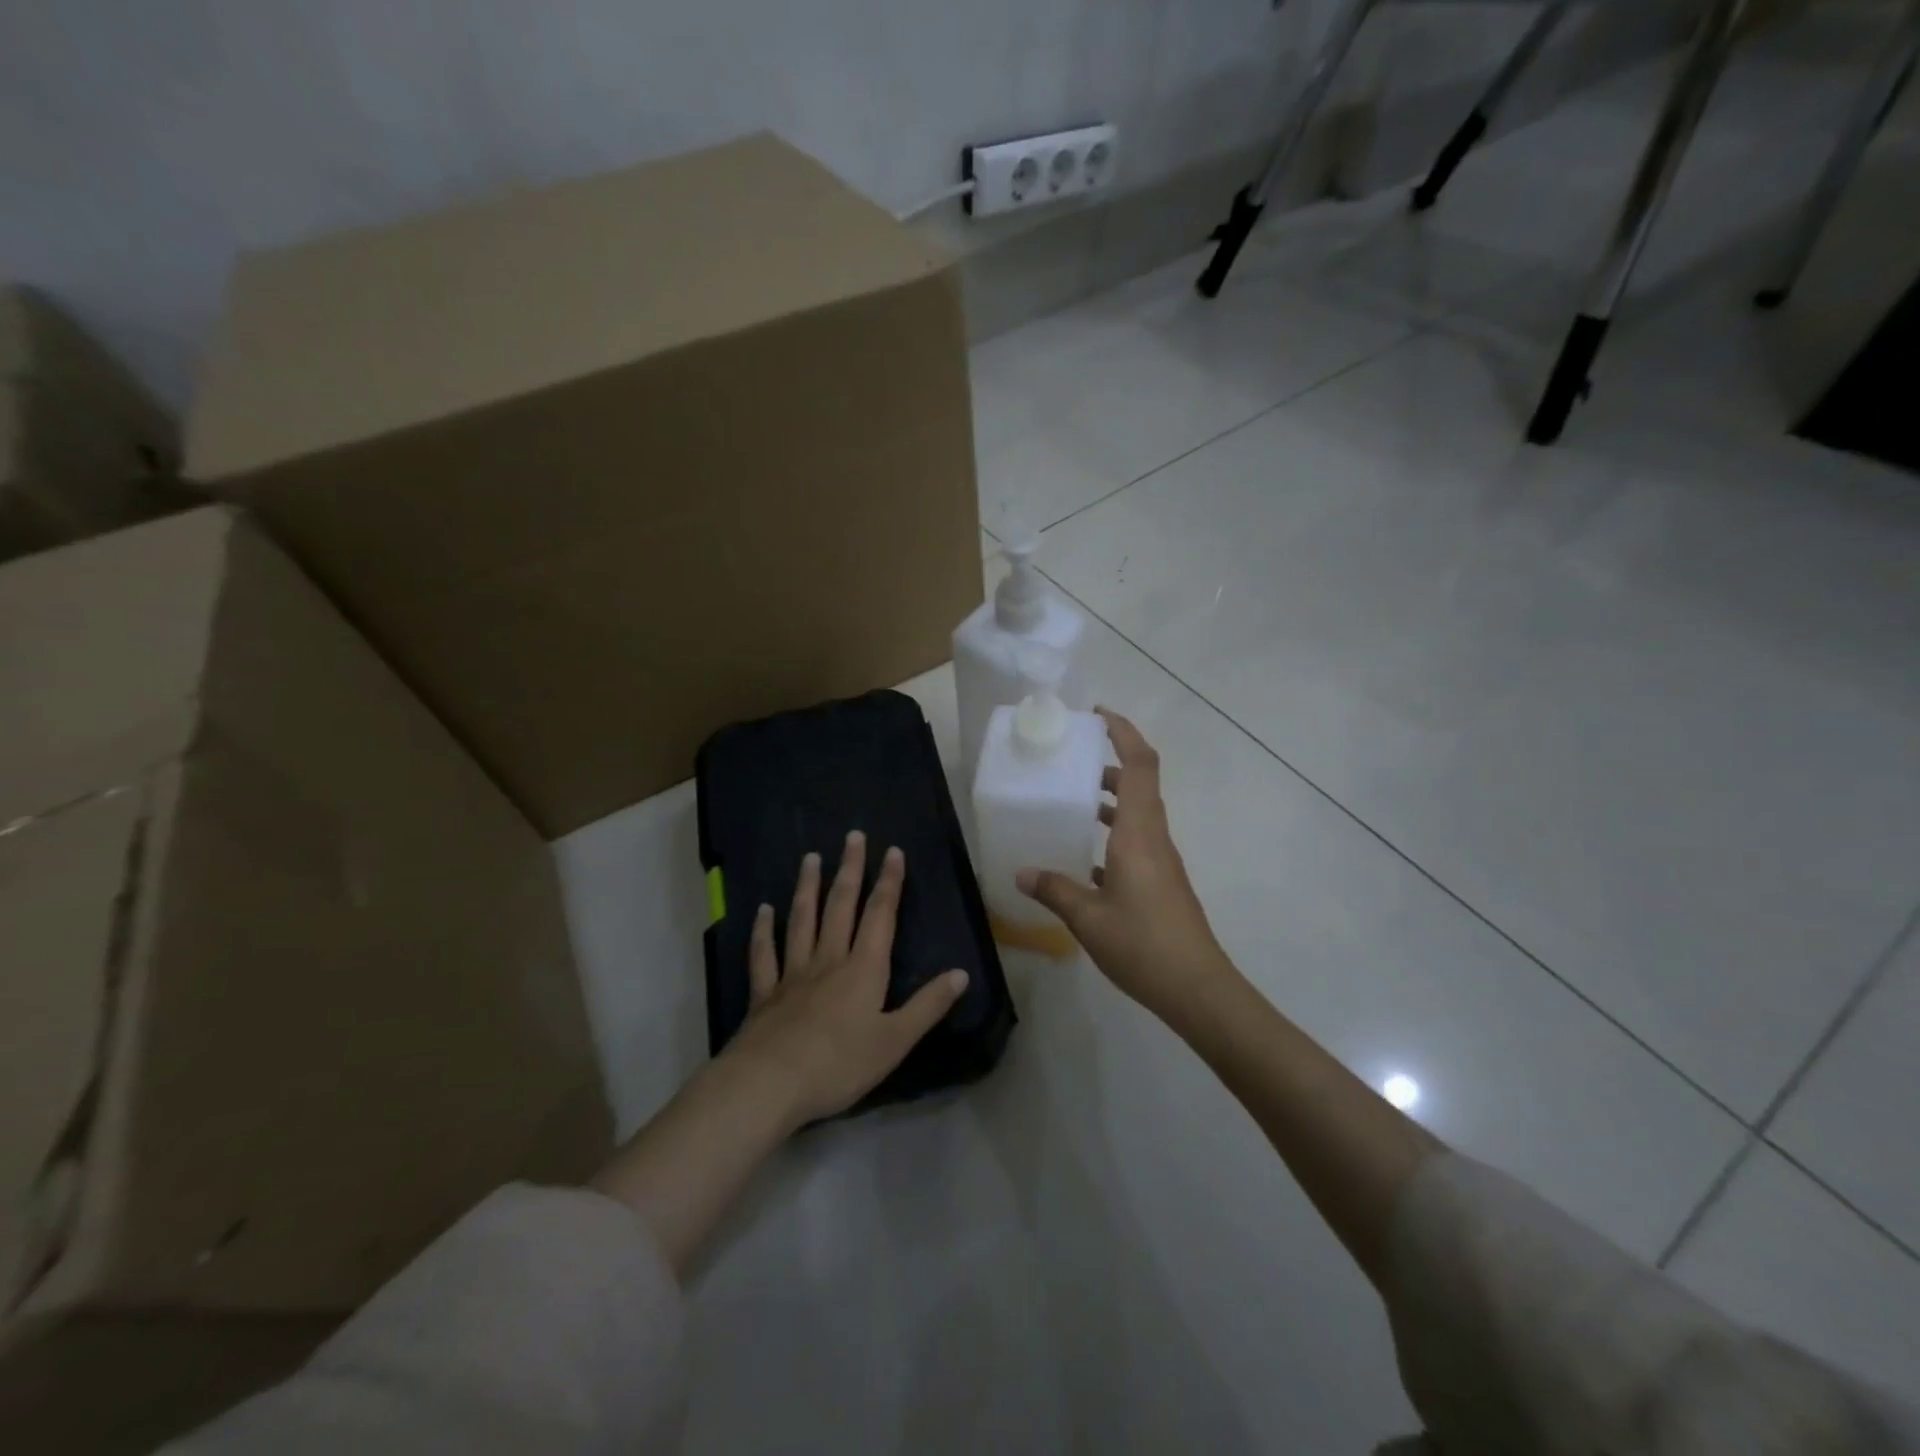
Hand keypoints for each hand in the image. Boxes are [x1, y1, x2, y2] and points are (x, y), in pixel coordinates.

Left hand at [722, 831, 969, 1126]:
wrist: (770, 1084)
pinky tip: (763, 910)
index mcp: (864, 969)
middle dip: (850, 869)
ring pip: (802, 920)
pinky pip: (764, 954)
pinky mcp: (764, 993)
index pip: (880, 915)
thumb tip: (961, 973)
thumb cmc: (840, 1064)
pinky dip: (763, 930)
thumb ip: (928, 1006)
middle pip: (840, 906)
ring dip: (807, 887)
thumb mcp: (895, 1040)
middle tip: (853, 836)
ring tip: (811, 858)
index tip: (893, 851)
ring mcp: (793, 973)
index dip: (889, 883)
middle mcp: (828, 960)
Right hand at [1017, 709, 1231, 1020]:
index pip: (1139, 765)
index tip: (1097, 714)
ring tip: (1070, 800)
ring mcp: (1161, 860)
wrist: (1197, 988)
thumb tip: (1022, 874)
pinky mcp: (1162, 881)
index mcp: (1139, 833)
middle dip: (1108, 762)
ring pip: (1137, 812)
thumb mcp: (1088, 918)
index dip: (1123, 732)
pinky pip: (1136, 841)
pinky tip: (1084, 859)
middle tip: (1071, 758)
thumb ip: (1054, 890)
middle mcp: (1154, 837)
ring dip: (1109, 799)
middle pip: (1138, 783)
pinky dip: (1112, 834)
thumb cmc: (1143, 944)